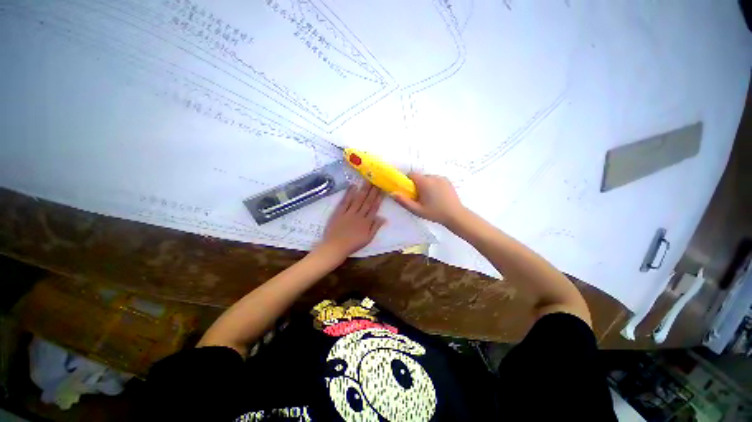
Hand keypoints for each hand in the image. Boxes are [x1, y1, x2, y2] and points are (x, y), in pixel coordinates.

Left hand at [316, 184, 385, 258]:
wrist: (335, 247)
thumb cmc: (352, 244)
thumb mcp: (368, 239)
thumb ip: (375, 227)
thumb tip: (383, 218)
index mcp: (366, 222)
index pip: (374, 208)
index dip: (379, 198)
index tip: (382, 189)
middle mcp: (359, 215)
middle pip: (367, 201)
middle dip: (372, 190)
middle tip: (377, 180)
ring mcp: (348, 213)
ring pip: (358, 199)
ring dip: (363, 189)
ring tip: (368, 180)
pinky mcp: (339, 212)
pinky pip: (345, 201)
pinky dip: (349, 193)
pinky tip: (353, 186)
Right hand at [393, 172, 466, 225]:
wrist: (455, 215)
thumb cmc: (434, 213)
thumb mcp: (417, 210)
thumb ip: (403, 201)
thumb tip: (392, 193)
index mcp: (425, 182)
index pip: (411, 174)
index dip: (407, 181)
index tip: (409, 191)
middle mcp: (433, 176)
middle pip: (420, 177)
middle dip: (417, 185)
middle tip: (419, 198)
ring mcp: (442, 178)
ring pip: (428, 178)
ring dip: (426, 185)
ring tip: (430, 198)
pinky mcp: (448, 181)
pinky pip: (436, 180)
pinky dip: (434, 185)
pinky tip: (437, 196)